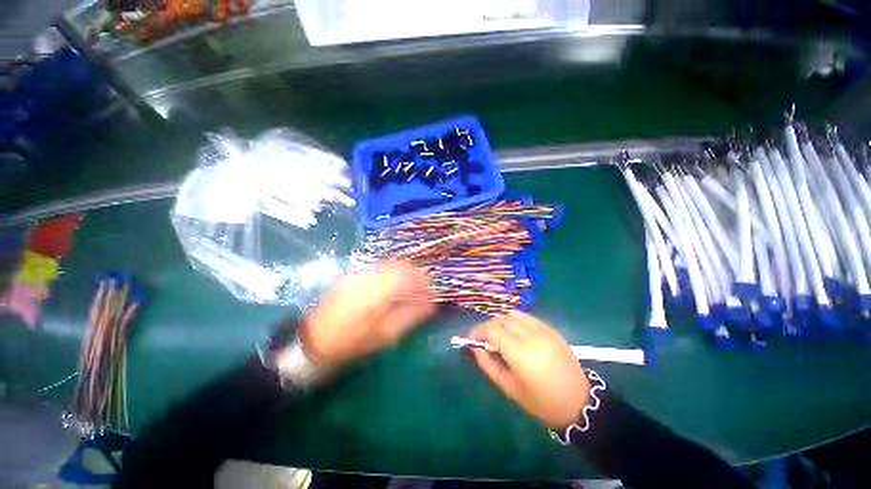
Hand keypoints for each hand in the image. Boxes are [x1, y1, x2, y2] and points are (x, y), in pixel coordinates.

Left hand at [299, 262, 435, 368]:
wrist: (314, 341)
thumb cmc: (352, 342)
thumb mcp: (385, 335)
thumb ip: (410, 316)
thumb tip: (430, 305)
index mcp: (378, 290)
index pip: (408, 274)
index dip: (423, 280)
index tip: (432, 292)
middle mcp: (369, 275)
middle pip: (400, 265)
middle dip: (416, 275)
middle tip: (423, 291)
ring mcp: (359, 272)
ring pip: (390, 264)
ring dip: (404, 274)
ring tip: (410, 290)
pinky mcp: (353, 275)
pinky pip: (380, 268)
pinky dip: (392, 274)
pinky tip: (393, 288)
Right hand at [469, 310, 590, 428]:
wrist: (578, 402)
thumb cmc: (541, 401)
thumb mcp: (509, 387)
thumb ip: (488, 364)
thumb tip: (475, 348)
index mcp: (519, 352)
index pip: (491, 330)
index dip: (477, 331)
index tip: (470, 339)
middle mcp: (530, 335)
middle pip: (500, 320)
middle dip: (487, 327)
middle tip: (482, 339)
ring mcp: (542, 329)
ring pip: (512, 315)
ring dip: (500, 322)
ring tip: (498, 335)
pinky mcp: (550, 329)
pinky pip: (526, 317)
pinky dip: (514, 320)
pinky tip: (514, 332)